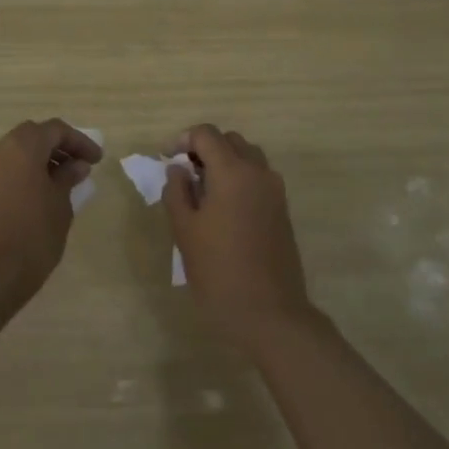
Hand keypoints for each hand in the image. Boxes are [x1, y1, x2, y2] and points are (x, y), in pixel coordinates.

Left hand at [0, 119, 102, 304]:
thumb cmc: (31, 236)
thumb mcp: (60, 206)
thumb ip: (67, 179)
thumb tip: (75, 165)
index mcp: (22, 147)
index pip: (55, 130)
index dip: (79, 142)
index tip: (97, 161)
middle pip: (33, 137)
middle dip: (58, 148)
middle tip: (79, 167)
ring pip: (16, 153)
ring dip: (40, 161)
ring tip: (62, 183)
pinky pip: (5, 171)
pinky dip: (24, 174)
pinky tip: (39, 196)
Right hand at [163, 124, 315, 348]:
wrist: (270, 314)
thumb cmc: (219, 272)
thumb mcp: (185, 231)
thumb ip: (177, 192)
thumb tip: (178, 170)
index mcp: (233, 172)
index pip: (206, 134)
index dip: (182, 140)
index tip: (167, 160)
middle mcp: (258, 172)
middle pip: (229, 141)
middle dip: (204, 148)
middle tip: (183, 174)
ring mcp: (275, 190)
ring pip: (247, 156)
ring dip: (224, 162)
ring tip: (202, 190)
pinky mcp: (282, 209)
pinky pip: (258, 177)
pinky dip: (239, 178)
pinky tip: (223, 208)